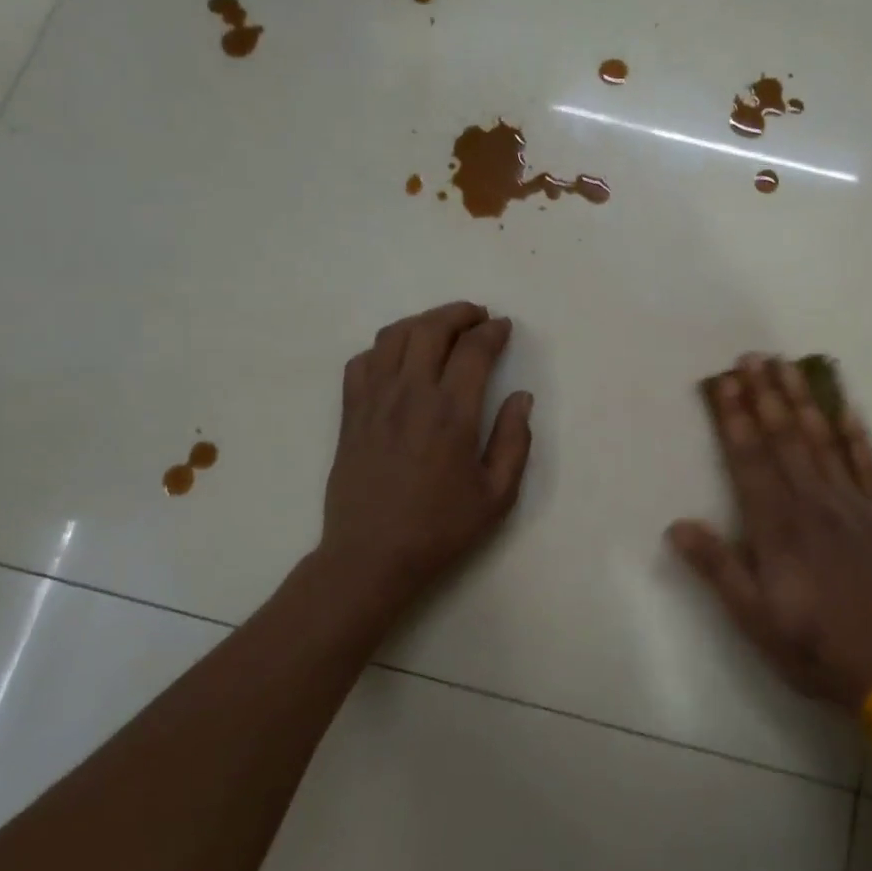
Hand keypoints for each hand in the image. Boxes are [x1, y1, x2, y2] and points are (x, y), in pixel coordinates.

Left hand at [320, 302, 533, 608]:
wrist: (371, 557)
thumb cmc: (440, 529)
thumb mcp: (497, 495)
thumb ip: (514, 441)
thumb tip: (521, 397)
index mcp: (451, 413)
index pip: (474, 350)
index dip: (493, 332)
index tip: (504, 328)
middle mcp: (410, 395)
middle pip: (431, 329)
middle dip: (459, 313)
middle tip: (477, 316)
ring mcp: (374, 401)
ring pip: (394, 336)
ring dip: (422, 322)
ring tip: (441, 328)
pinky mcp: (350, 414)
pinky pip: (362, 362)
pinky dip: (384, 348)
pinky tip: (397, 360)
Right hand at [668, 357, 871, 711]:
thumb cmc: (814, 647)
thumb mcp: (753, 618)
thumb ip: (718, 568)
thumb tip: (677, 525)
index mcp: (777, 527)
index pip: (749, 460)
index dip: (734, 418)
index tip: (723, 382)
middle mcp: (813, 504)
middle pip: (784, 438)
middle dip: (765, 394)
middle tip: (752, 356)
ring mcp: (853, 506)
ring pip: (823, 441)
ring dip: (803, 401)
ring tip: (789, 365)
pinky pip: (869, 465)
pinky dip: (857, 434)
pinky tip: (846, 408)